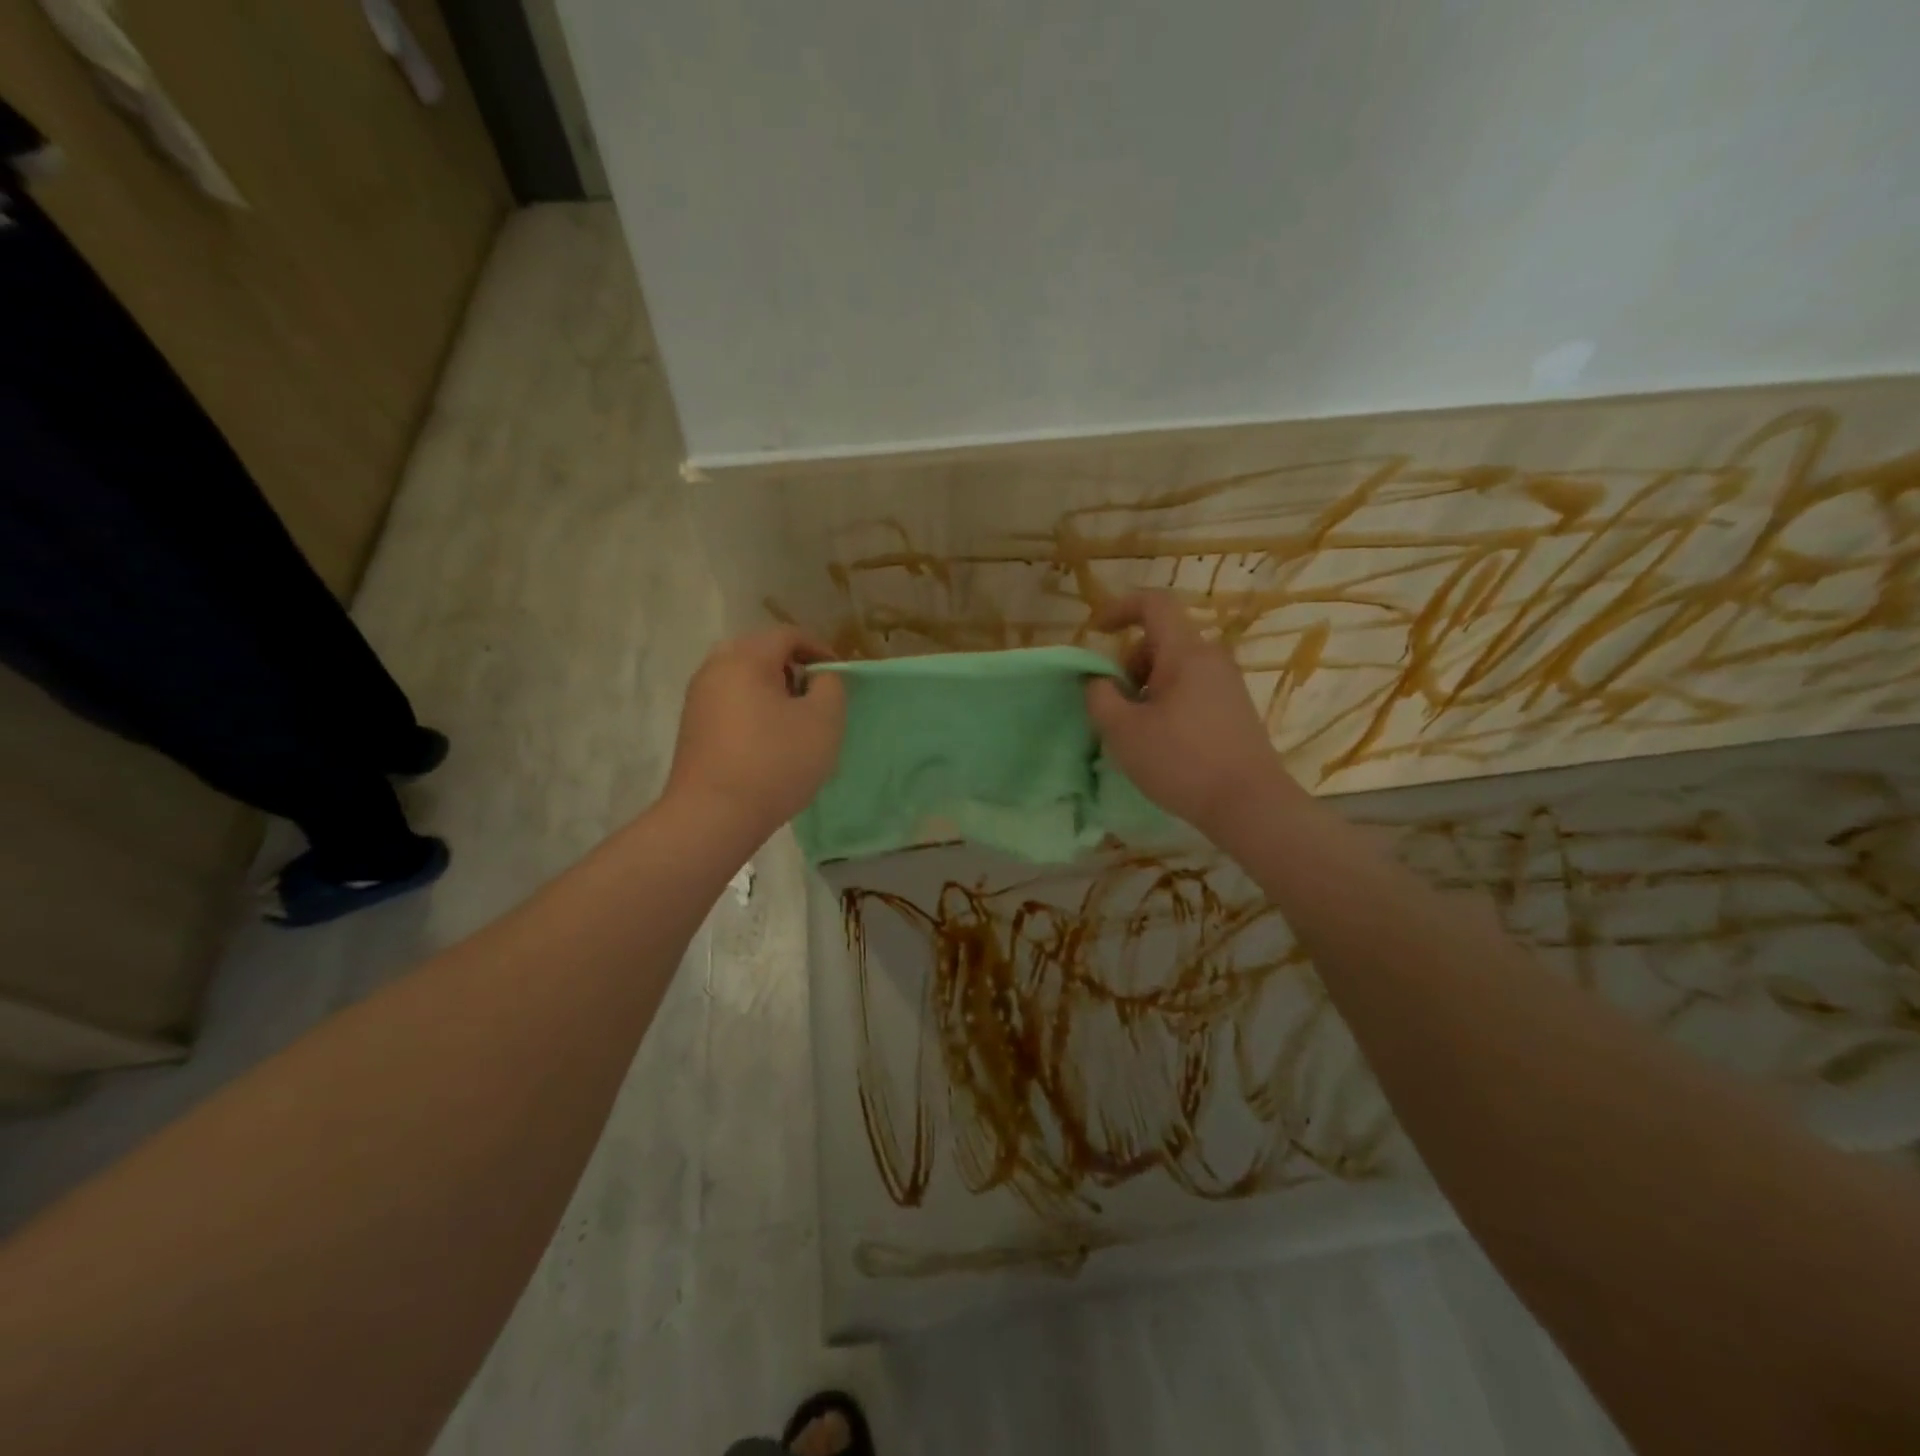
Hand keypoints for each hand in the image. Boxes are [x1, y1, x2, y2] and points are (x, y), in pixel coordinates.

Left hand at [665, 626, 845, 835]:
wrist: (713, 816)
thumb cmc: (775, 762)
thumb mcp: (824, 721)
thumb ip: (831, 687)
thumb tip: (819, 678)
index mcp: (745, 658)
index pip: (788, 635)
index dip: (820, 649)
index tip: (839, 676)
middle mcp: (715, 669)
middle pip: (760, 652)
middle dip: (792, 668)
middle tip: (814, 695)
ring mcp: (698, 699)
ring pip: (742, 679)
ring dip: (772, 691)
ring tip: (794, 721)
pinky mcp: (692, 728)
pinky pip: (730, 703)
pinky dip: (753, 710)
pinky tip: (768, 742)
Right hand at [1085, 592, 1300, 838]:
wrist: (1250, 804)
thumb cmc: (1181, 762)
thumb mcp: (1123, 731)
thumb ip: (1100, 696)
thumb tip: (1098, 680)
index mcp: (1186, 652)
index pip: (1153, 603)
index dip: (1119, 608)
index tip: (1096, 633)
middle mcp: (1211, 657)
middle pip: (1161, 639)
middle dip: (1130, 664)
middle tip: (1118, 705)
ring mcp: (1228, 683)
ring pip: (1176, 666)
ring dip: (1147, 687)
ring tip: (1139, 730)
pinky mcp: (1236, 708)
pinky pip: (1193, 687)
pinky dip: (1168, 700)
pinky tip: (1165, 741)